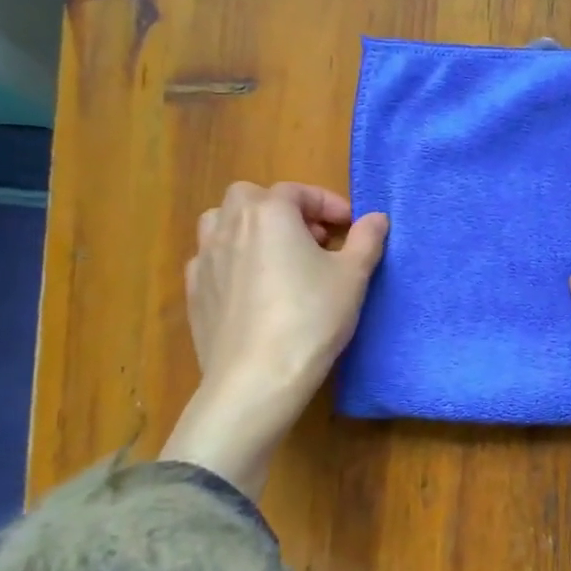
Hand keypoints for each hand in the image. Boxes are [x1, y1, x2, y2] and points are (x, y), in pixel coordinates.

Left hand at [159, 181, 388, 496]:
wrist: (257, 378)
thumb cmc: (311, 318)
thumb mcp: (352, 276)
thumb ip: (366, 239)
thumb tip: (377, 218)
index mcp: (269, 213)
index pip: (297, 191)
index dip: (328, 204)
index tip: (350, 227)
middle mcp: (230, 226)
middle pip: (251, 197)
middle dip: (283, 209)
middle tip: (312, 238)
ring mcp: (205, 259)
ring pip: (221, 223)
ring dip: (250, 228)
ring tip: (278, 256)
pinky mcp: (194, 292)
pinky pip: (211, 260)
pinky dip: (233, 260)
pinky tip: (253, 288)